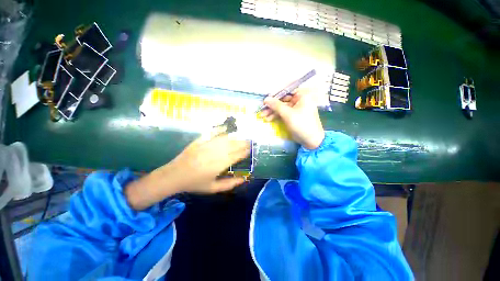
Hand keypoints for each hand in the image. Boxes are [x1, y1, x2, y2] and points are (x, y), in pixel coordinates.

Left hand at [125, 134, 249, 209]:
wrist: (174, 175)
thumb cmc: (195, 183)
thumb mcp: (213, 188)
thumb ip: (229, 184)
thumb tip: (243, 179)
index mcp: (219, 165)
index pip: (236, 156)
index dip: (244, 152)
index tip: (250, 150)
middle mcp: (215, 153)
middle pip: (233, 146)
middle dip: (243, 143)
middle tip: (249, 142)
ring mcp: (207, 145)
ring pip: (225, 139)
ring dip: (235, 137)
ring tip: (242, 137)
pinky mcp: (200, 141)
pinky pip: (212, 133)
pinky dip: (220, 130)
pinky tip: (226, 128)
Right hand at [261, 89, 324, 149]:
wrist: (311, 140)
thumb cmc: (301, 124)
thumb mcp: (288, 114)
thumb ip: (276, 105)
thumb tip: (266, 99)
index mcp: (302, 95)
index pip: (286, 90)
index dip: (275, 94)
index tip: (266, 99)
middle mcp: (299, 99)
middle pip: (282, 99)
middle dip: (272, 105)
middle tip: (262, 109)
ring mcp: (296, 108)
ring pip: (281, 107)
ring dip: (272, 111)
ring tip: (263, 116)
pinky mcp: (293, 115)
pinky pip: (283, 113)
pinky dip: (276, 116)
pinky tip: (268, 119)